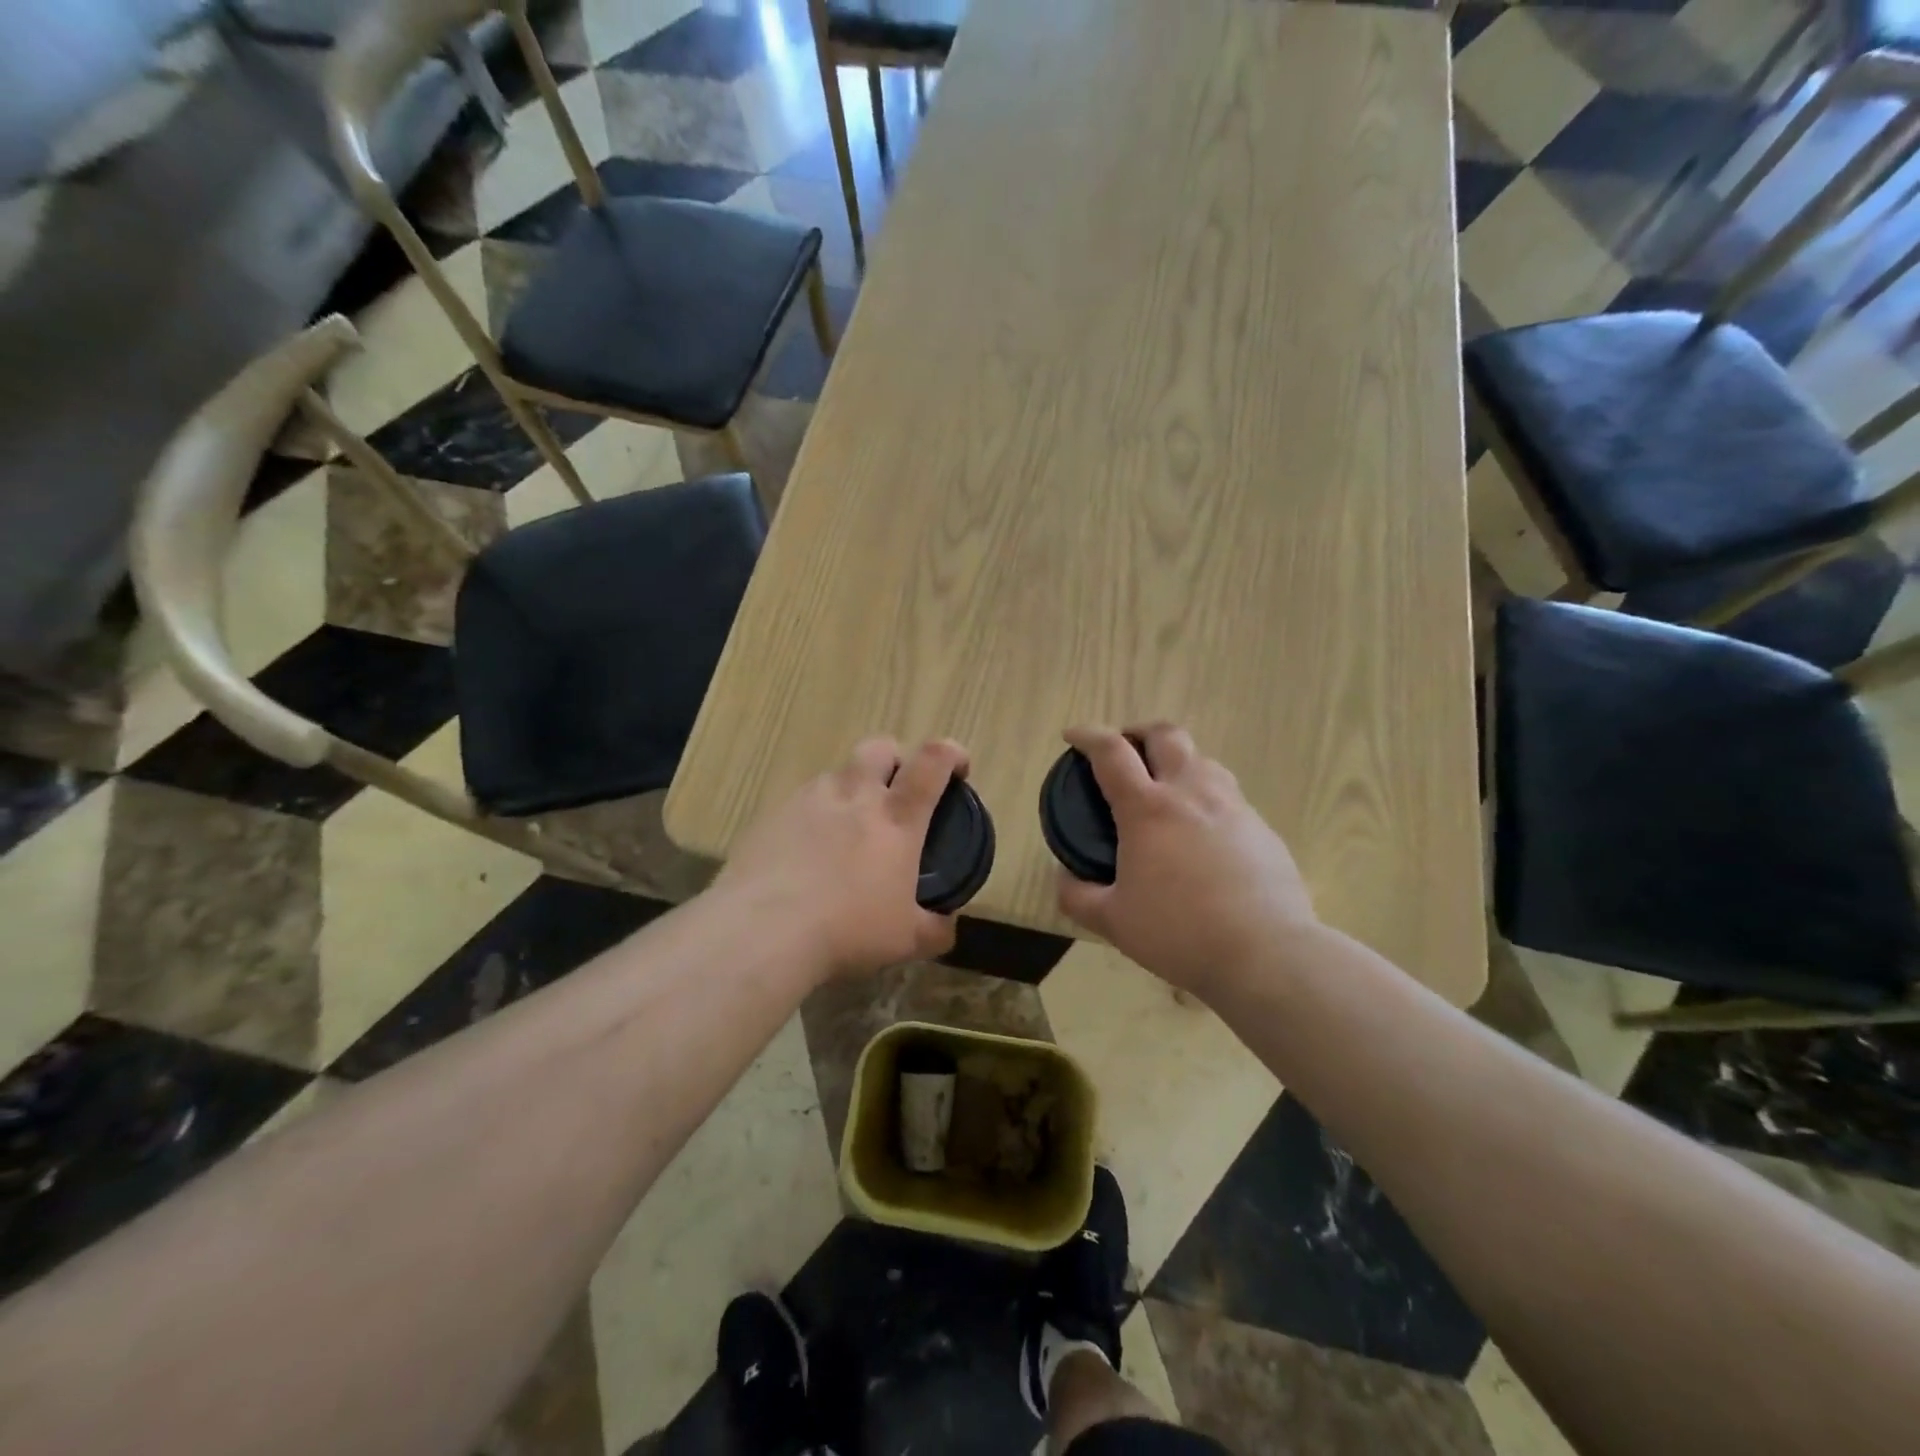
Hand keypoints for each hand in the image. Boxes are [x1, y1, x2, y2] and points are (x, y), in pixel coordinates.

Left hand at [717, 736, 968, 978]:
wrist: (762, 931)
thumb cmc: (847, 931)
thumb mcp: (905, 940)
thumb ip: (935, 929)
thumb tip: (947, 926)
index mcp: (896, 818)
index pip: (932, 763)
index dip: (952, 753)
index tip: (959, 767)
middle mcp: (854, 795)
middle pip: (880, 747)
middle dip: (896, 758)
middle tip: (897, 790)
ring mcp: (808, 799)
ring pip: (838, 774)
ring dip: (851, 789)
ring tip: (847, 829)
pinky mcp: (772, 814)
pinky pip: (801, 801)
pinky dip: (814, 815)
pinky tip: (806, 852)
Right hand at [1056, 724, 1316, 996]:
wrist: (1266, 953)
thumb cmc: (1179, 932)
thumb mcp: (1114, 921)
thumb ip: (1078, 896)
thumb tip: (1064, 877)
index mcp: (1148, 809)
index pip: (1111, 752)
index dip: (1088, 736)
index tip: (1073, 736)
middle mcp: (1191, 793)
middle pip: (1166, 735)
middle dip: (1139, 733)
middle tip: (1126, 752)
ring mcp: (1233, 807)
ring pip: (1203, 760)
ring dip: (1177, 762)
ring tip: (1166, 790)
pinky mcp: (1262, 828)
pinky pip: (1230, 796)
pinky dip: (1207, 798)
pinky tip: (1203, 834)